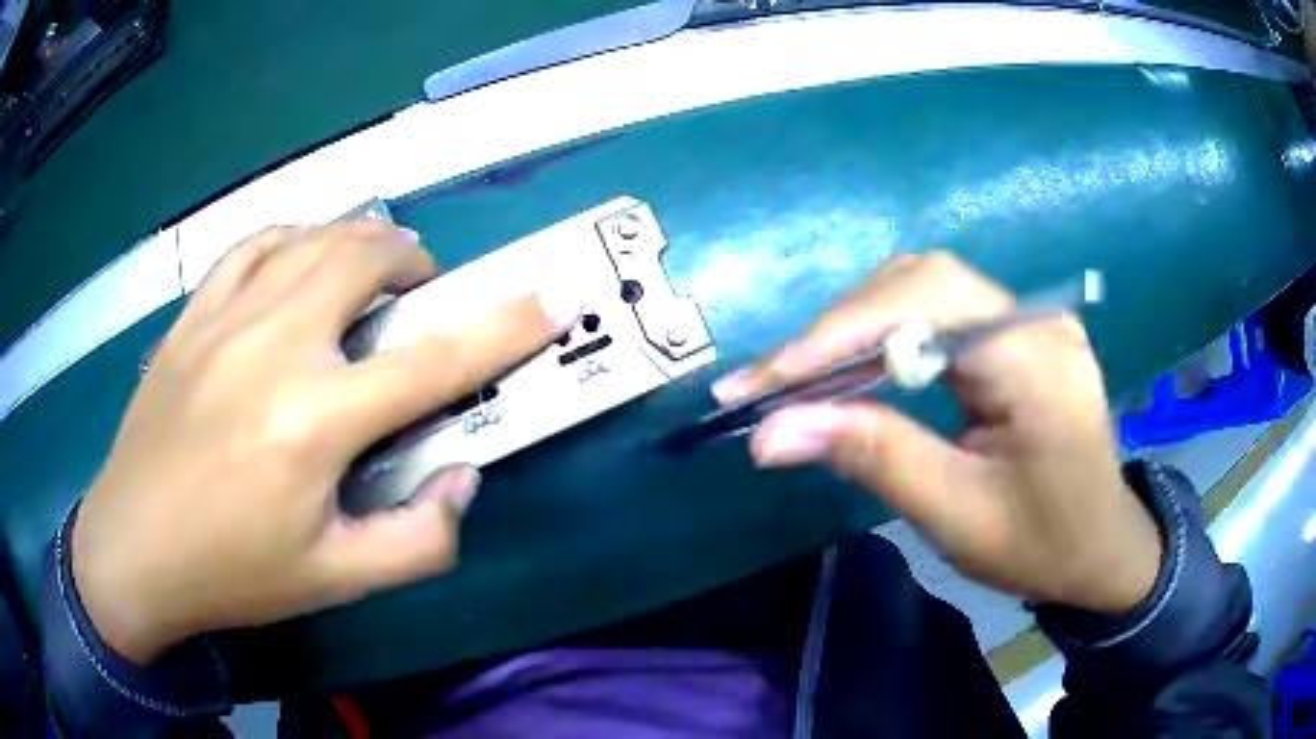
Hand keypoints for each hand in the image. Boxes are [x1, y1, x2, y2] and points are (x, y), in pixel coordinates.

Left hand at [72, 223, 575, 664]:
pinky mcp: (193, 316)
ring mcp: (225, 319)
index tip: (548, 301)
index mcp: (316, 422)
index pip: (433, 362)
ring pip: (311, 238)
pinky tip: (298, 258)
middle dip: (412, 263)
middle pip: (364, 260)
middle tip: (419, 294)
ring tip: (369, 266)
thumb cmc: (233, 571)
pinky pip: (252, 245)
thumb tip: (464, 477)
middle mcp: (275, 348)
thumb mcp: (336, 582)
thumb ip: (419, 541)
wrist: (134, 548)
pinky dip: (291, 238)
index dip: (502, 329)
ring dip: (357, 241)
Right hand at [714, 253, 1161, 614]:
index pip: (929, 302)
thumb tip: (771, 432)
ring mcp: (1029, 320)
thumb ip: (875, 459)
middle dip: (839, 327)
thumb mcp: (958, 516)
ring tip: (800, 376)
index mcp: (1037, 360)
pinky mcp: (1017, 334)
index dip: (842, 330)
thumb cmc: (1042, 545)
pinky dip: (885, 335)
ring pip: (924, 288)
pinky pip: (940, 313)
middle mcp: (1036, 319)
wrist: (1101, 549)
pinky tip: (853, 368)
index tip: (770, 380)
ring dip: (856, 326)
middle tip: (772, 381)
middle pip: (921, 282)